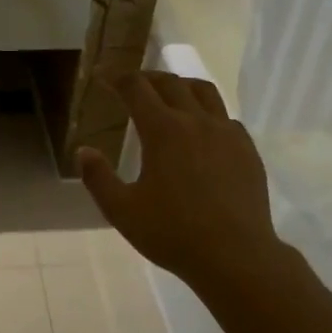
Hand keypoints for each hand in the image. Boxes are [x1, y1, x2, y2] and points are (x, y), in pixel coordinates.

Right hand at [77, 73, 287, 293]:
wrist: (235, 256)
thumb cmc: (173, 234)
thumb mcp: (122, 211)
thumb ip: (98, 178)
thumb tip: (84, 151)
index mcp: (163, 130)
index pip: (136, 88)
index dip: (117, 78)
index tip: (104, 77)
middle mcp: (197, 121)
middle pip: (171, 83)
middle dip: (148, 78)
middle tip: (133, 84)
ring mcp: (227, 133)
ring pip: (204, 92)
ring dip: (181, 86)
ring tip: (170, 95)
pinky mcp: (247, 150)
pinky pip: (226, 117)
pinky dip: (208, 113)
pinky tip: (202, 131)